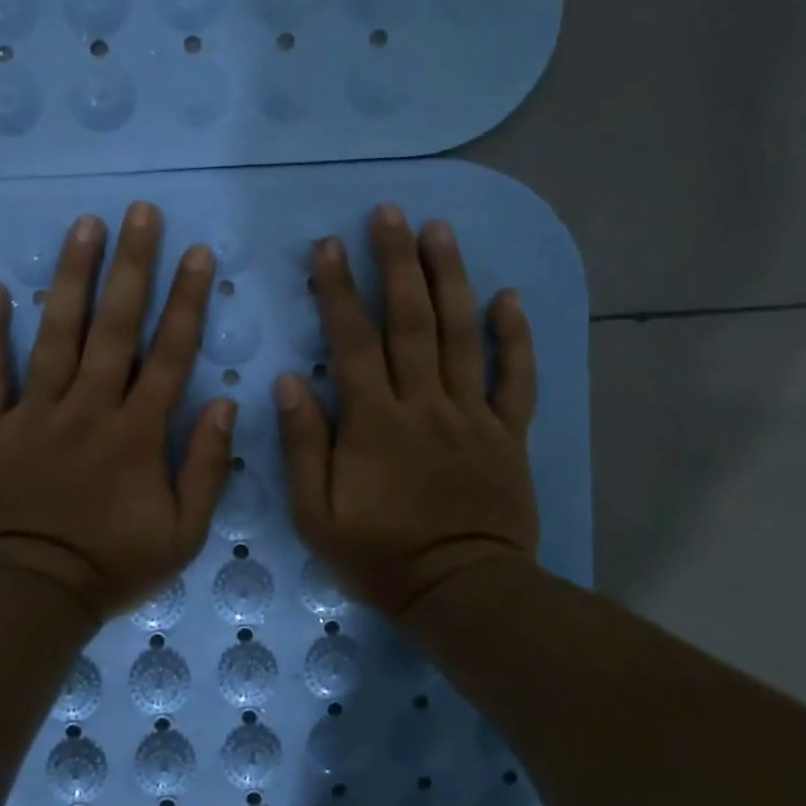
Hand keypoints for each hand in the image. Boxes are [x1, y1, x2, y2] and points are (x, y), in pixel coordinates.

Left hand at [0, 202, 237, 622]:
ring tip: (83, 226)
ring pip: (56, 334)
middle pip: (115, 326)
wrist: (28, 596)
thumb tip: (226, 404)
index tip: (196, 253)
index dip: (186, 300)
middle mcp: (89, 408)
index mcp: (138, 433)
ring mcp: (35, 414)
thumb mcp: (183, 534)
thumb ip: (208, 468)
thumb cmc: (111, 568)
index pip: (170, 353)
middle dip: (132, 265)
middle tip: (140, 212)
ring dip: (72, 278)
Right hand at [274, 204, 540, 620]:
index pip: (354, 341)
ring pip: (463, 334)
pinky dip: (516, 336)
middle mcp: (426, 404)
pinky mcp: (508, 433)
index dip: (339, 290)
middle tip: (390, 213)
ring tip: (441, 230)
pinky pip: (517, 377)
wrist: (462, 592)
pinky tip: (510, 296)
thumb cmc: (379, 556)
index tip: (329, 245)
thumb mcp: (316, 514)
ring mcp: (473, 414)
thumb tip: (289, 381)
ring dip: (451, 278)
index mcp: (375, 422)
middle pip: (412, 321)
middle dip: (398, 262)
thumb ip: (303, 445)